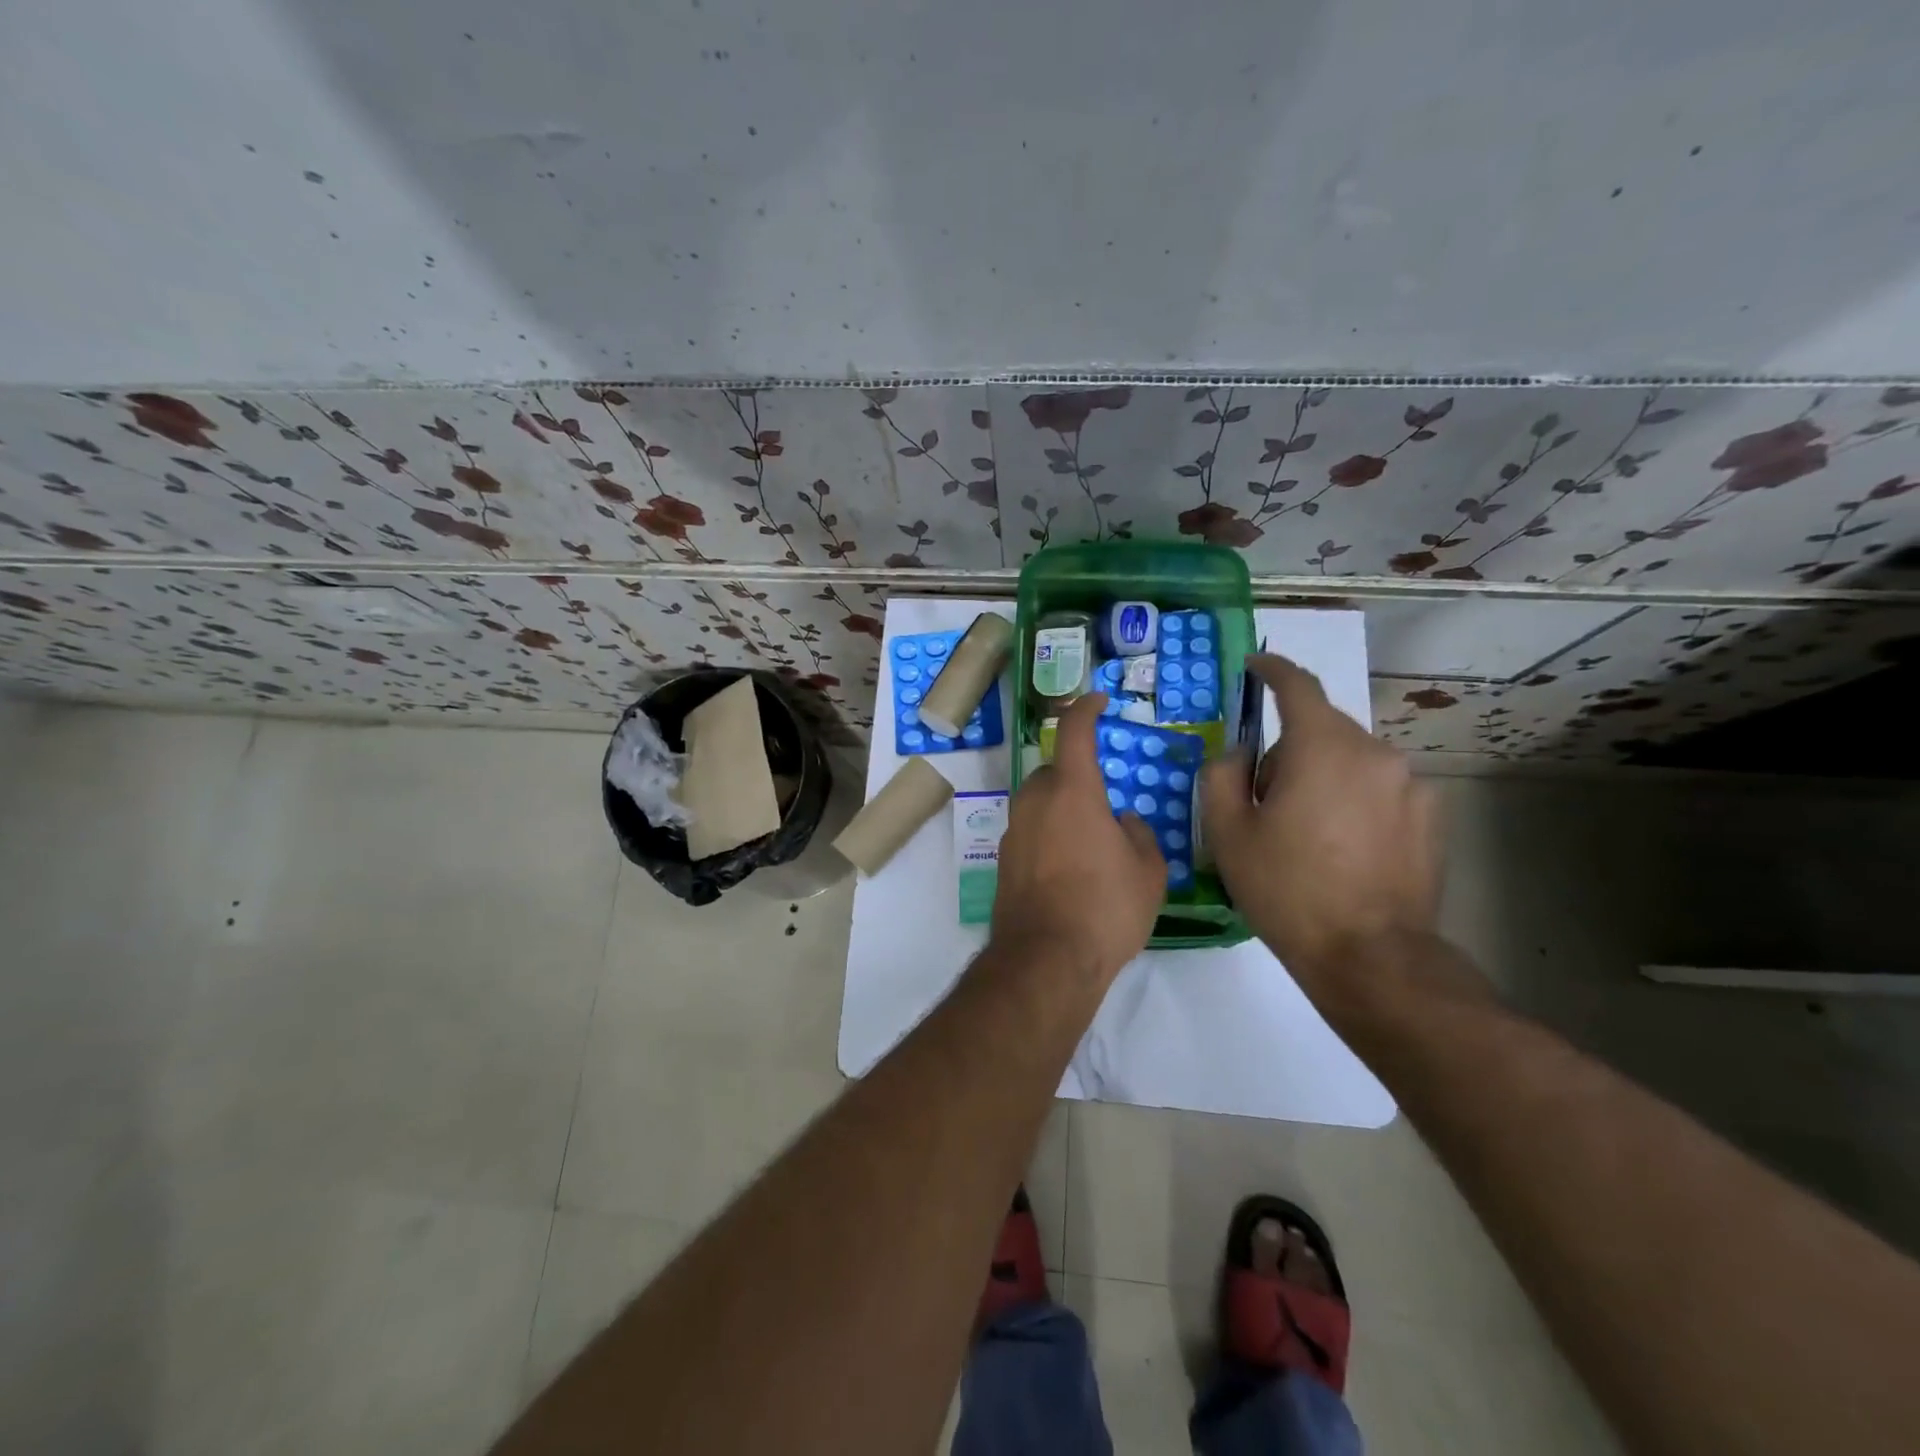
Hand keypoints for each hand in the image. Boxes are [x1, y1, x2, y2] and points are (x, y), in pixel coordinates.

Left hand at [991, 692, 1166, 984]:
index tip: (1098, 701)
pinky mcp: (1003, 861)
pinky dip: (1048, 837)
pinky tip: (1069, 871)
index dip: (1086, 708)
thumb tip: (1124, 822)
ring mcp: (1013, 831)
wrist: (1046, 960)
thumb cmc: (1105, 908)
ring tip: (1090, 844)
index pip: (1074, 731)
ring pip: (1039, 803)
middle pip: (1053, 771)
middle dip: (1076, 777)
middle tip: (1104, 805)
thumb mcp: (1148, 871)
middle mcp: (1035, 801)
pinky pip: (1030, 833)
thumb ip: (1139, 834)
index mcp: (1072, 791)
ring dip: (1061, 809)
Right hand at [1200, 653, 1442, 989]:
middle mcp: (1374, 752)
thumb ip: (1221, 774)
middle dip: (1289, 751)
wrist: (1370, 956)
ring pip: (1352, 761)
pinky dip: (1357, 802)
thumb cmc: (1287, 889)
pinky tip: (1346, 850)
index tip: (1255, 666)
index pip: (1297, 686)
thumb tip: (1241, 753)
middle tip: (1265, 802)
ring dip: (1325, 778)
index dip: (1272, 670)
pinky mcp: (1433, 816)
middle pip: (1321, 730)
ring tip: (1308, 835)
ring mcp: (1411, 784)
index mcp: (1322, 747)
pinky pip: (1381, 790)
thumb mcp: (1227, 832)